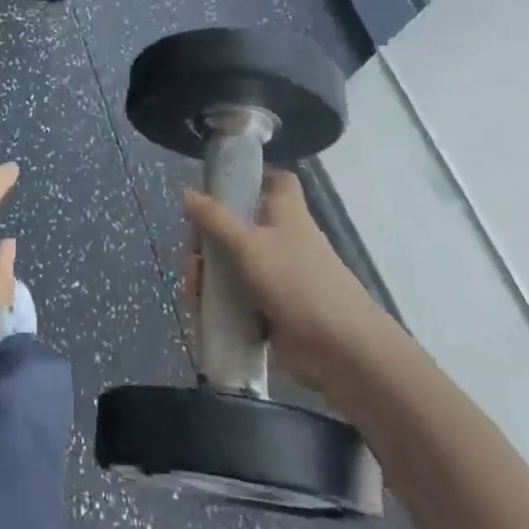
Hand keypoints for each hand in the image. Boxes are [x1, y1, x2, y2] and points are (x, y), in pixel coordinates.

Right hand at [183, 169, 399, 404]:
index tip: (222, 189)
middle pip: (242, 226)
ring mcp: (280, 276)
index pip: (278, 181)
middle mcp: (283, 240)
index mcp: (286, 214)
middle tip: (192, 256)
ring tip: (192, 293)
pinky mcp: (274, 309)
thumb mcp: (249, 245)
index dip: (254, 178)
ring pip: (237, 265)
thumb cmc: (296, 282)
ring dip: (210, 275)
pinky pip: (240, 298)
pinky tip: (200, 312)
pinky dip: (220, 303)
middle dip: (210, 239)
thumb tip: (187, 192)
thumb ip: (215, 220)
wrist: (341, 351)